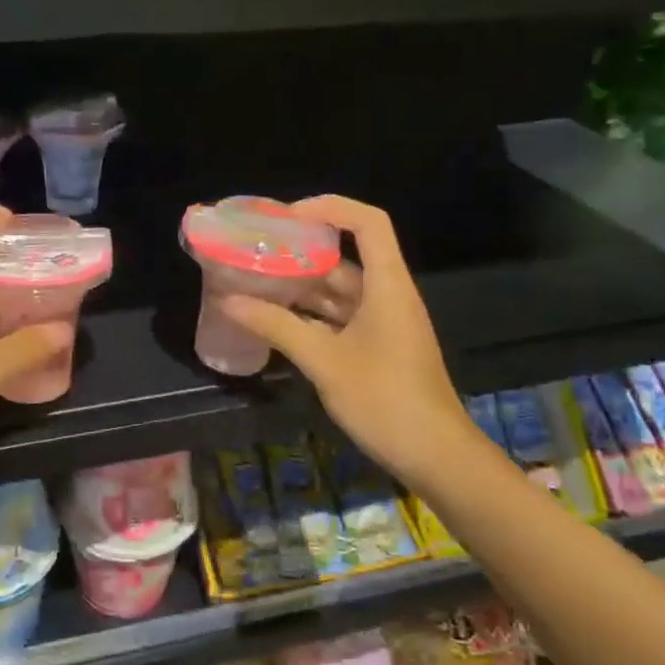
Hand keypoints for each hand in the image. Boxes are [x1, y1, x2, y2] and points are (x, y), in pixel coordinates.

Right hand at [216, 196, 473, 481]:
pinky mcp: (378, 347)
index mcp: (387, 286)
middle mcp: (387, 295)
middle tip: (258, 250)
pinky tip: (275, 320)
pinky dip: (310, 314)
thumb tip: (229, 301)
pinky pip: (340, 317)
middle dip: (302, 250)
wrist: (435, 456)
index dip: (329, 208)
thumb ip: (277, 327)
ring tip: (256, 281)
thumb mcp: (324, 361)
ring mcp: (384, 323)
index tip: (287, 216)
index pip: (367, 222)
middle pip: (347, 255)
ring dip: (302, 285)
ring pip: (339, 290)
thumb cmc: (385, 400)